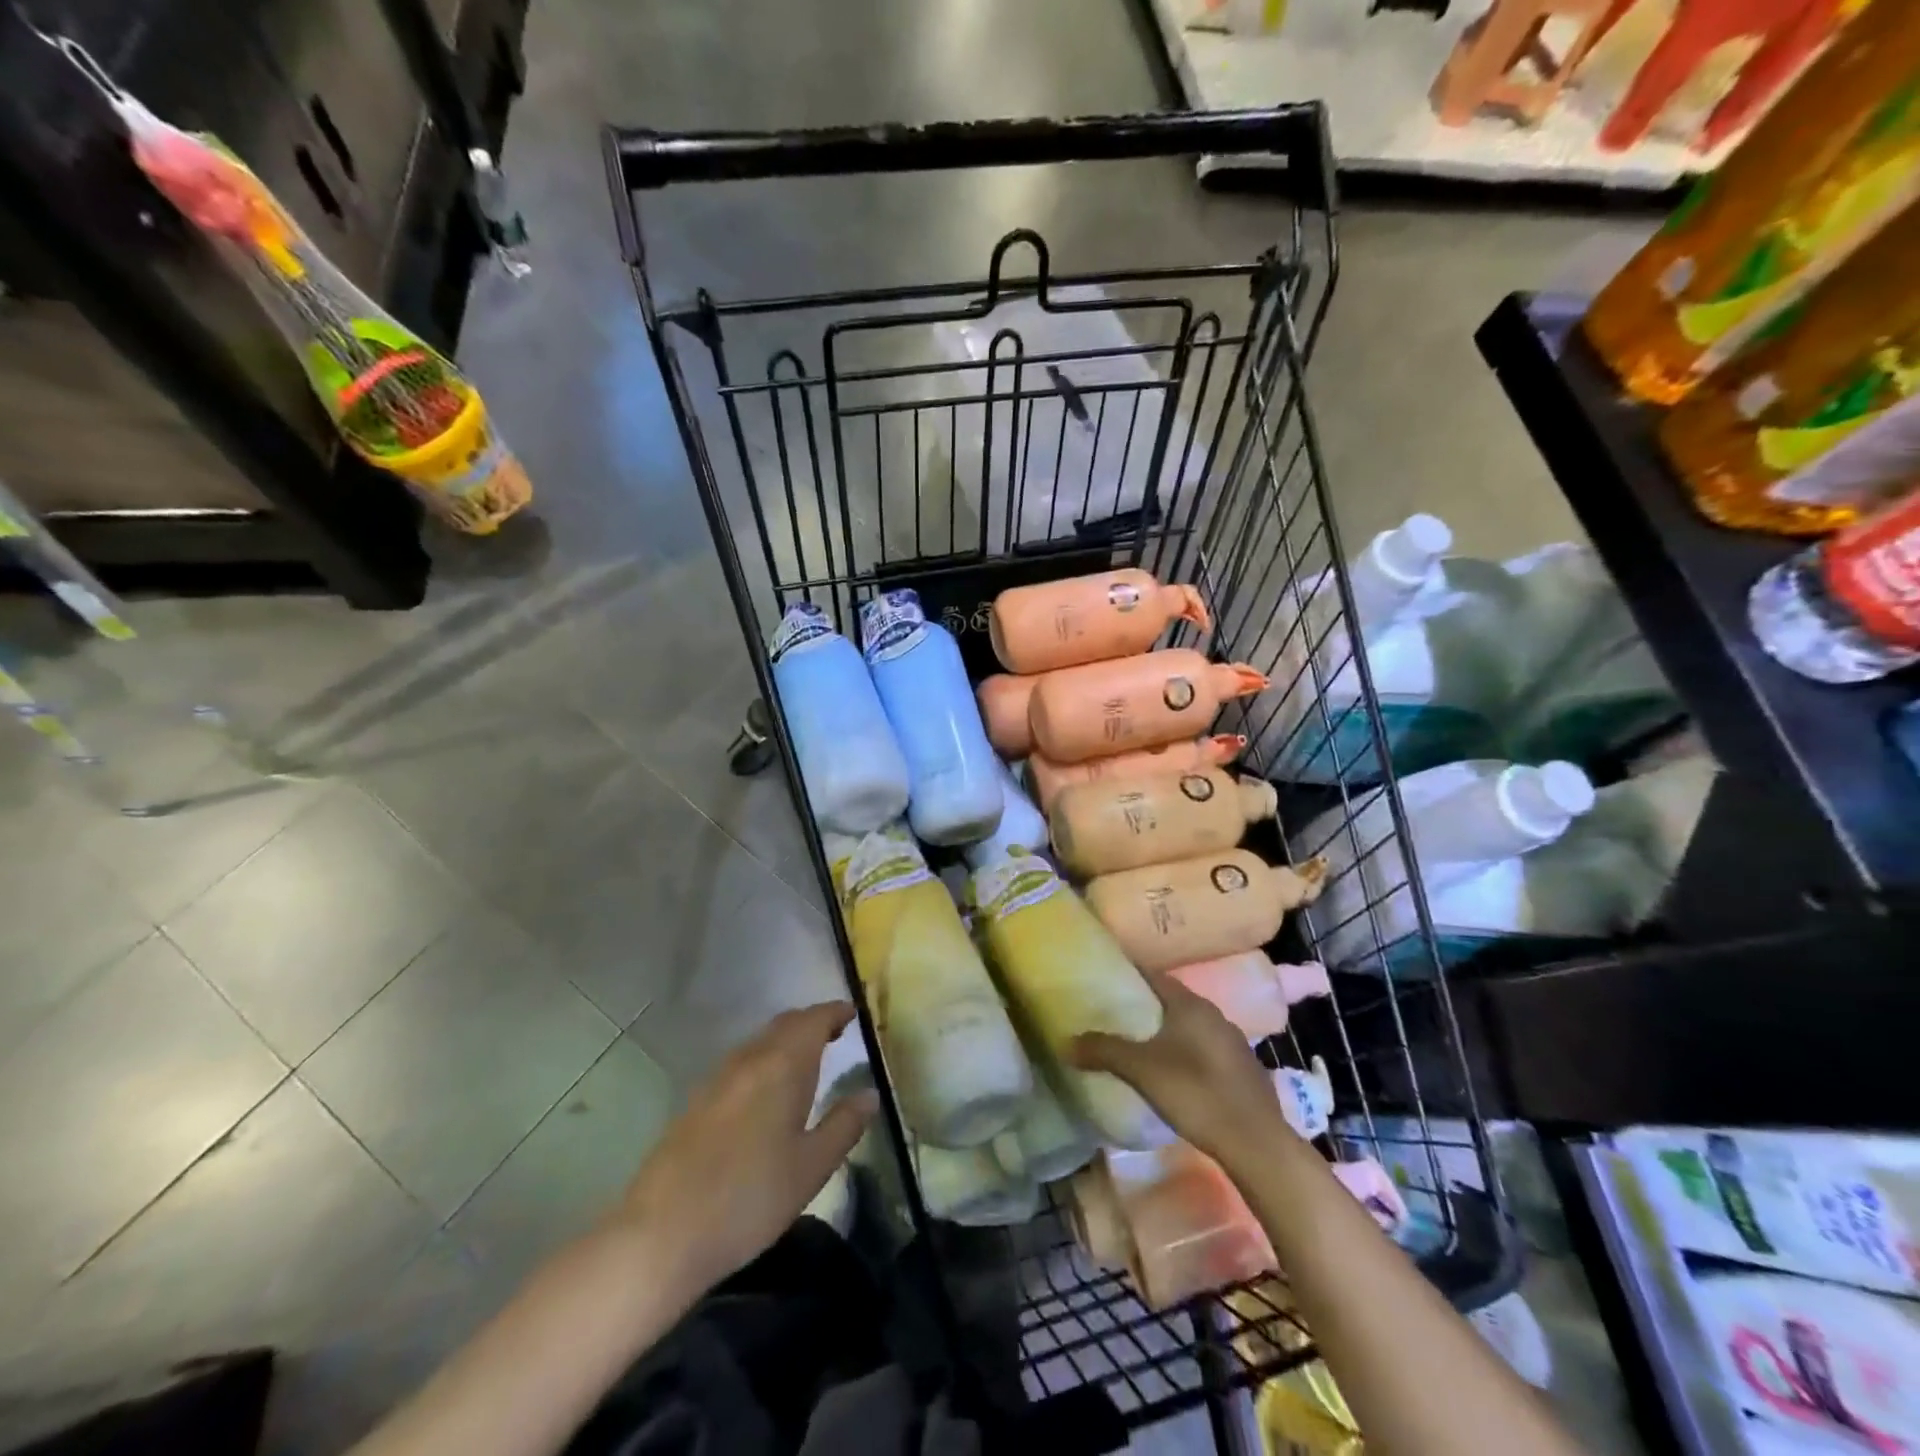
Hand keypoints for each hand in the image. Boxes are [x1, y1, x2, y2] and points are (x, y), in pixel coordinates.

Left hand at [616, 1002, 876, 1297]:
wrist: (661, 1234)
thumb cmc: (750, 1198)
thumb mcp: (811, 1167)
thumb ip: (844, 1125)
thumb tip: (870, 1094)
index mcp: (782, 1066)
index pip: (813, 1021)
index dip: (835, 1013)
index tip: (853, 1014)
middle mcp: (749, 1060)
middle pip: (784, 1025)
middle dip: (811, 1023)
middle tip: (835, 1033)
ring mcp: (717, 1079)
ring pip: (759, 1043)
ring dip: (785, 1041)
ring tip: (806, 1061)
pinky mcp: (696, 1102)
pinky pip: (740, 1064)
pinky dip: (763, 1061)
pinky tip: (766, 1092)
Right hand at [1069, 974, 1291, 1173]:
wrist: (1256, 1143)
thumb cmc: (1196, 1093)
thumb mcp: (1141, 1070)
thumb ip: (1103, 1051)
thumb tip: (1065, 1042)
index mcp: (1191, 1005)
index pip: (1154, 975)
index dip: (1130, 974)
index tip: (1106, 978)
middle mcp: (1215, 1015)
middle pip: (1173, 1000)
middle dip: (1147, 1004)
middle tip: (1117, 1014)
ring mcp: (1234, 1042)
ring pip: (1192, 1026)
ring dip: (1169, 1031)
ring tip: (1142, 1044)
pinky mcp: (1244, 1070)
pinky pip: (1208, 1050)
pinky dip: (1188, 1053)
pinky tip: (1177, 1074)